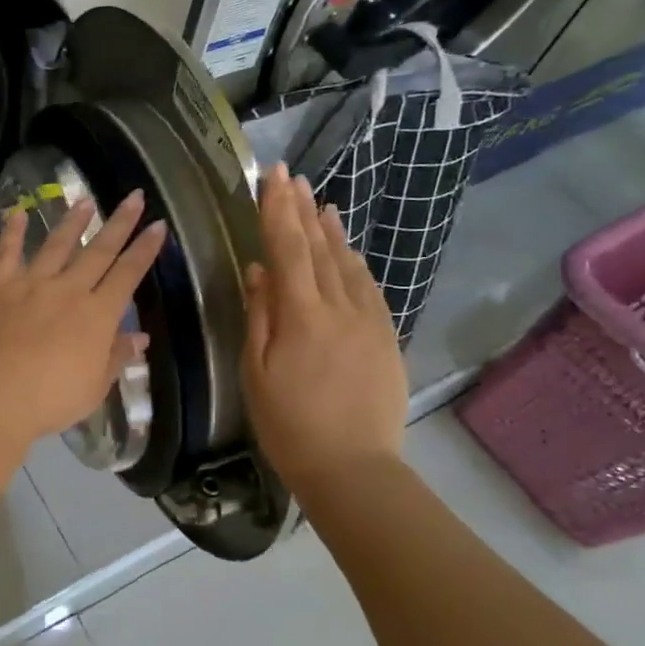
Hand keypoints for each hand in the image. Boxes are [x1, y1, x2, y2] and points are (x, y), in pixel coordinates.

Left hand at [0, 190, 165, 444]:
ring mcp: (31, 283)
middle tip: (134, 197)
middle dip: (119, 223)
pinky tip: (18, 213)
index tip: (158, 226)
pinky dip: (13, 231)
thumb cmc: (51, 398)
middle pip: (99, 251)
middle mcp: (69, 289)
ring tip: (84, 201)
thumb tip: (139, 337)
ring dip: (72, 222)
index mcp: (97, 315)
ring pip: (56, 245)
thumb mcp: (94, 387)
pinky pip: (7, 253)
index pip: (128, 274)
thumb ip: (116, 357)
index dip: (145, 250)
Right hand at [242, 163, 406, 484]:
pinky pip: (370, 288)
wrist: (354, 468)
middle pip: (320, 249)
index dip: (278, 211)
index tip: (273, 177)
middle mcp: (340, 308)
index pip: (288, 249)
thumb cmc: (290, 425)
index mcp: (302, 316)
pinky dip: (356, 263)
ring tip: (321, 203)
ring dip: (332, 231)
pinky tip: (350, 253)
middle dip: (303, 210)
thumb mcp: (257, 373)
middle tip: (293, 178)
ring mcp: (369, 322)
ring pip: (348, 265)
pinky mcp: (386, 338)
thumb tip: (259, 271)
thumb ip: (260, 317)